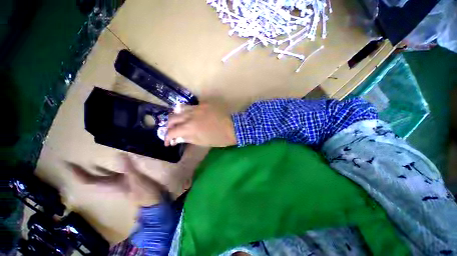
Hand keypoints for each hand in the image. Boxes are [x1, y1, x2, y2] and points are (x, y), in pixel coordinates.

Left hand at [66, 154, 164, 206]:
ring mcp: (118, 182)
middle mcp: (110, 184)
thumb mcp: (135, 180)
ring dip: (94, 170)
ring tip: (88, 161)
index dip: (77, 174)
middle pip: (91, 179)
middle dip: (82, 171)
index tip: (67, 165)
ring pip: (101, 176)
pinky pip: (113, 172)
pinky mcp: (126, 180)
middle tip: (75, 162)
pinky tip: (112, 161)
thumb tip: (119, 154)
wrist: (152, 201)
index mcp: (109, 186)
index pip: (88, 181)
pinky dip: (109, 168)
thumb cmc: (142, 193)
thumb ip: (128, 168)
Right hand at [165, 103, 236, 146]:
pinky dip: (186, 111)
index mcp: (190, 127)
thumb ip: (187, 138)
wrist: (233, 127)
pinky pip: (191, 106)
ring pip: (180, 109)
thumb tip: (177, 138)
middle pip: (172, 118)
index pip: (172, 132)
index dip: (167, 138)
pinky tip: (188, 116)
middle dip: (169, 126)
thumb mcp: (202, 142)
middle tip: (171, 132)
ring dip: (176, 117)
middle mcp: (191, 115)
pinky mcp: (204, 104)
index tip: (168, 143)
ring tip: (178, 123)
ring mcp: (197, 107)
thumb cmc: (219, 138)